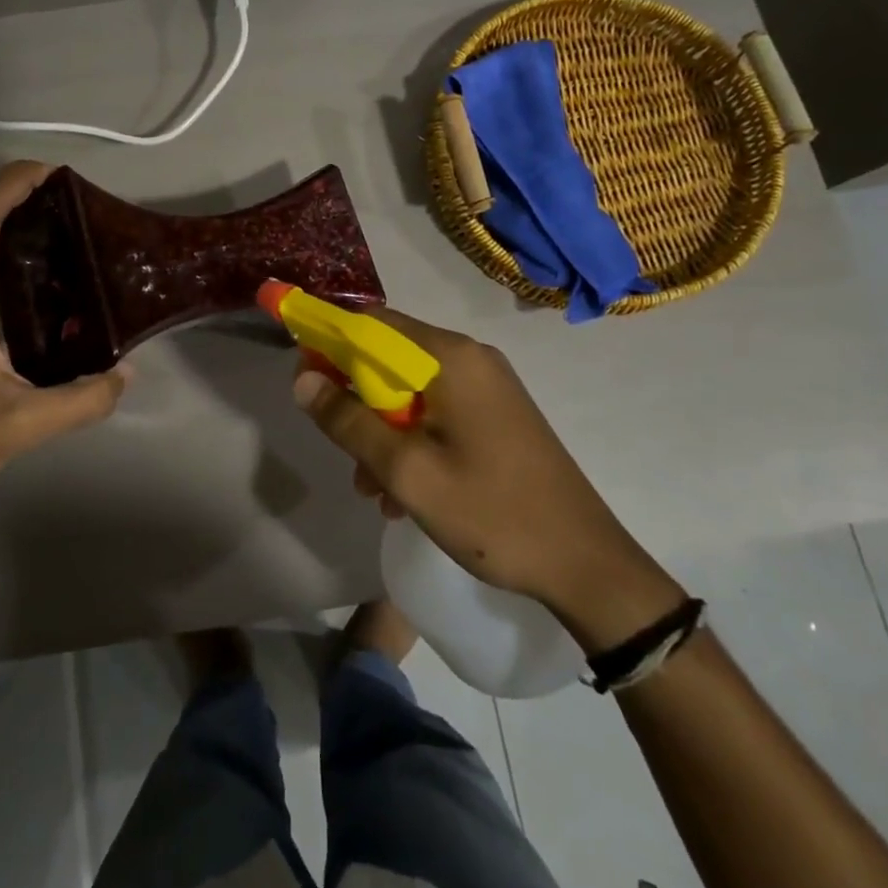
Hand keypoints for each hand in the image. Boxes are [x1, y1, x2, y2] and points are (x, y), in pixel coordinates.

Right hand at [292, 309, 682, 649]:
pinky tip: (401, 491)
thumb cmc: (492, 512)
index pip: (371, 322)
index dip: (328, 339)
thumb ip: (349, 421)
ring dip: (380, 428)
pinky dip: (410, 439)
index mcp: (450, 357)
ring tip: (371, 487)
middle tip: (339, 445)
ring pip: (410, 389)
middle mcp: (470, 358)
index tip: (301, 374)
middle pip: (389, 356)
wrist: (586, 565)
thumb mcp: (407, 471)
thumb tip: (302, 379)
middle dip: (355, 397)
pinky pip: (436, 411)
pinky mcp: (496, 415)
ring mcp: (487, 387)